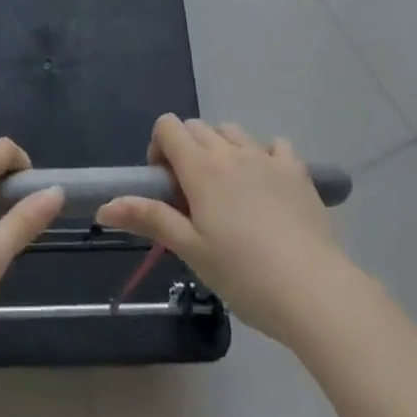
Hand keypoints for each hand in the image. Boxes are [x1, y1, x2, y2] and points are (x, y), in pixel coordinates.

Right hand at [96, 115, 352, 346]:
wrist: (313, 290)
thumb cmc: (244, 274)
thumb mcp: (191, 250)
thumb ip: (149, 219)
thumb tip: (103, 207)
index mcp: (201, 167)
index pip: (168, 126)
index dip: (159, 148)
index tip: (165, 185)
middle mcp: (230, 151)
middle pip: (197, 127)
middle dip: (187, 150)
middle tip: (193, 197)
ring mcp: (266, 157)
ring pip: (232, 132)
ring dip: (222, 149)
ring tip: (228, 192)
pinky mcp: (297, 170)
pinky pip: (274, 145)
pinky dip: (264, 156)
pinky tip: (267, 186)